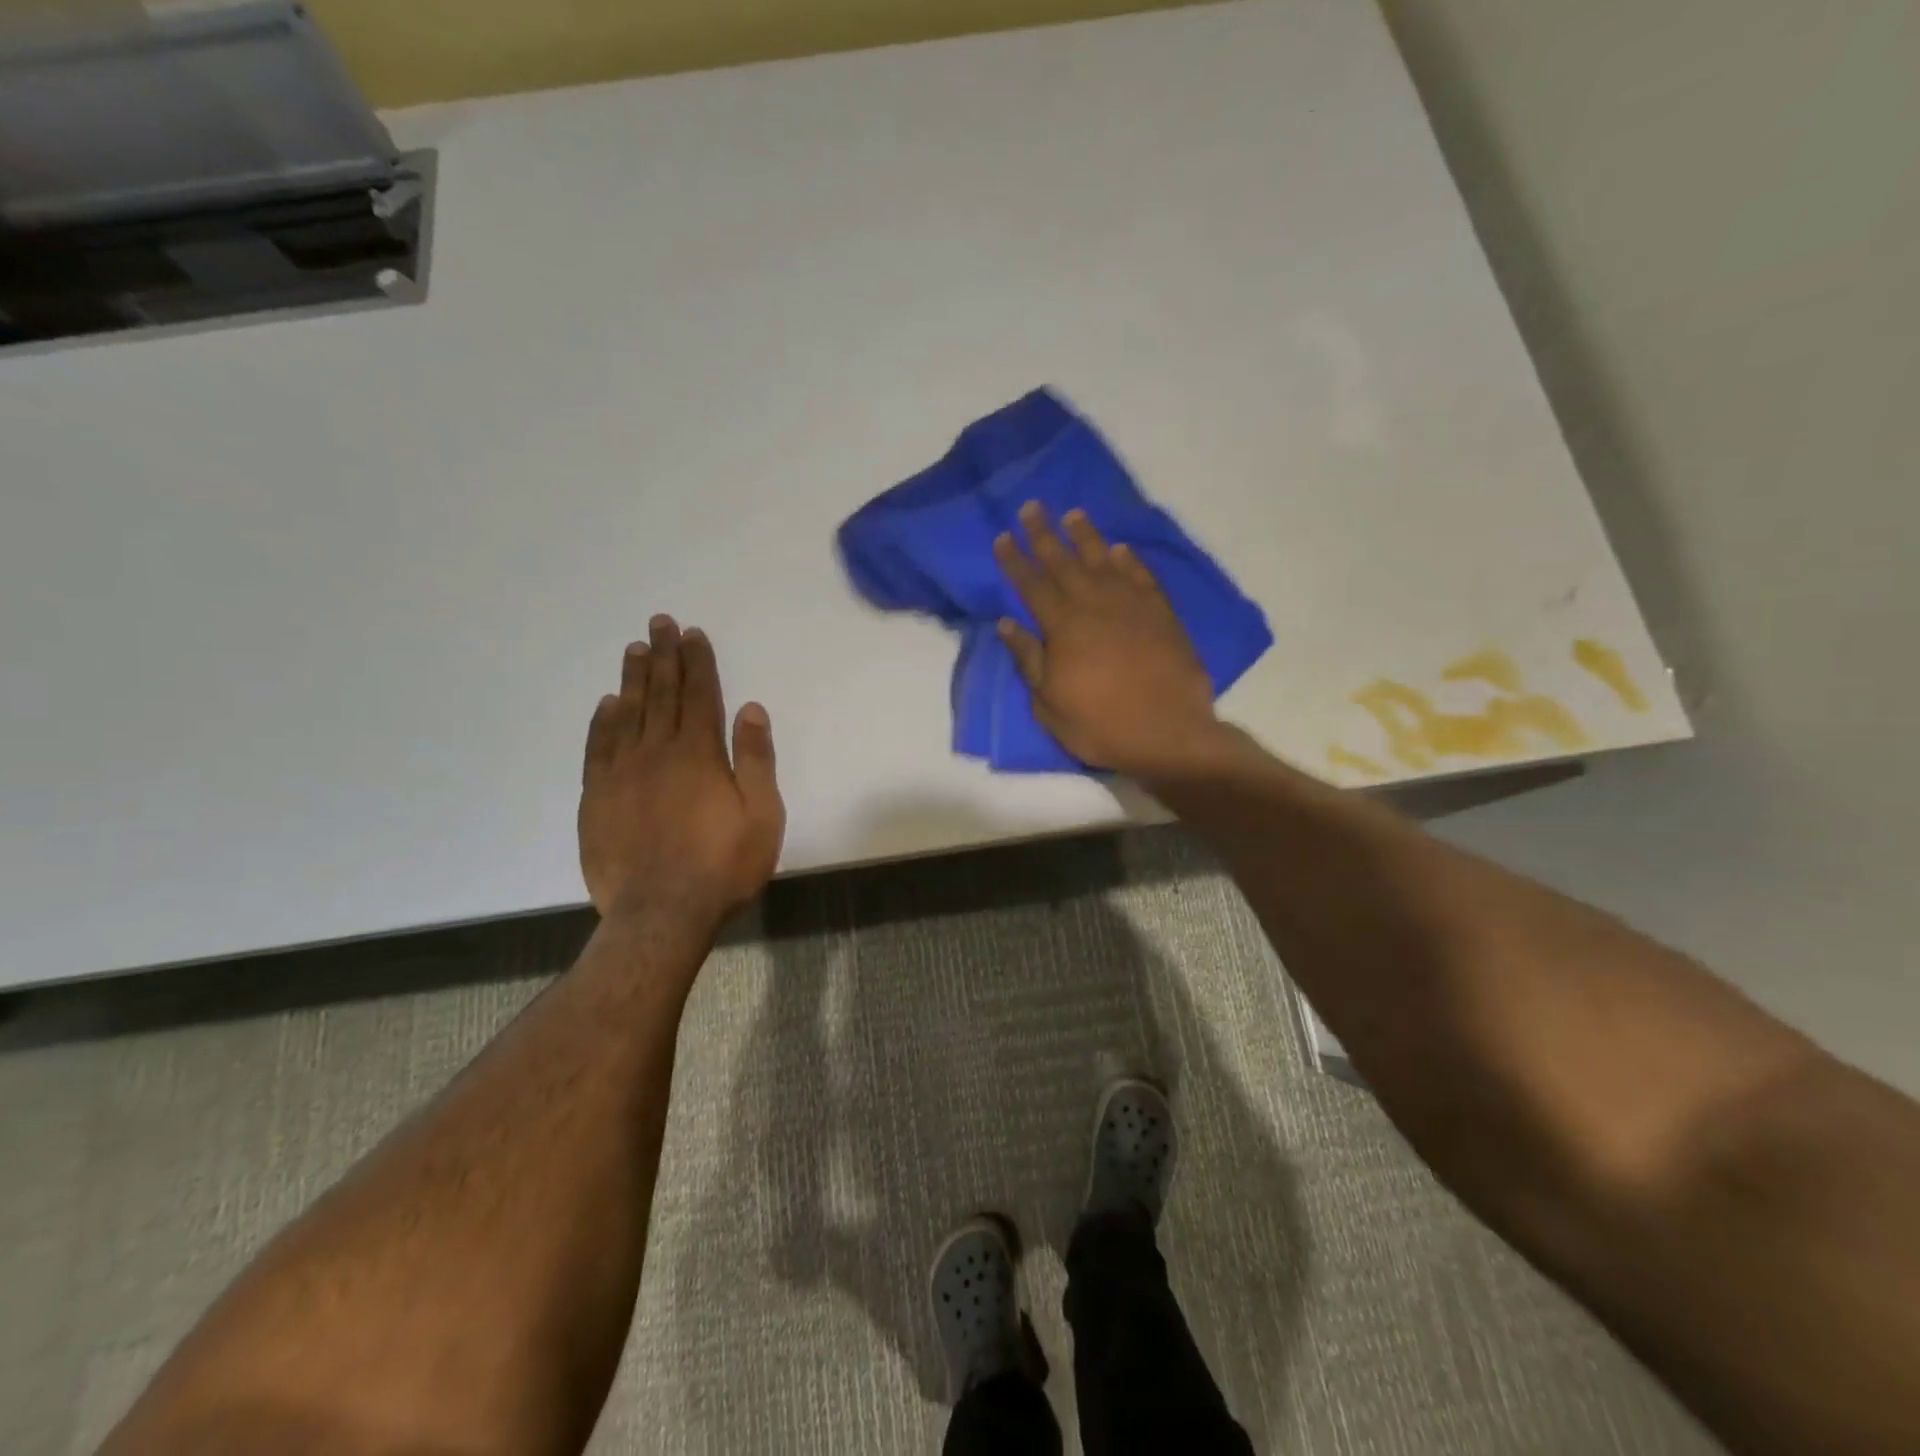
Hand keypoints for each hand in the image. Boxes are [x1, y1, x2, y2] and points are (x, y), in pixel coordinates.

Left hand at [579, 615, 784, 927]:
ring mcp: (620, 774)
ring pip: (626, 713)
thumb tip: (750, 709)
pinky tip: (607, 704)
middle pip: (660, 694)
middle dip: (663, 656)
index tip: (693, 633)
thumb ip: (755, 760)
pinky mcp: (596, 798)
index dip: (698, 662)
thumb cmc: (723, 866)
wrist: (660, 914)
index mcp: (699, 754)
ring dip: (633, 679)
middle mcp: (656, 752)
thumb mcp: (762, 815)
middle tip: (660, 623)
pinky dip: (602, 721)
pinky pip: (597, 748)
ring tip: (634, 650)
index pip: (698, 695)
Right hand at [994, 502, 1228, 778]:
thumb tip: (1006, 624)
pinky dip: (1129, 561)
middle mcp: (1095, 606)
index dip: (1015, 561)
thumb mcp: (1049, 705)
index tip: (1002, 537)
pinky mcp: (1161, 614)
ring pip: (1104, 561)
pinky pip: (1141, 577)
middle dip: (1044, 535)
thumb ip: (1028, 660)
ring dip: (1086, 537)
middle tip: (1031, 507)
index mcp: (1063, 628)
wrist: (1169, 734)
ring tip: (1073, 514)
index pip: (1031, 586)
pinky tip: (1120, 549)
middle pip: (1064, 563)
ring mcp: (1131, 606)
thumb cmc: (1100, 725)